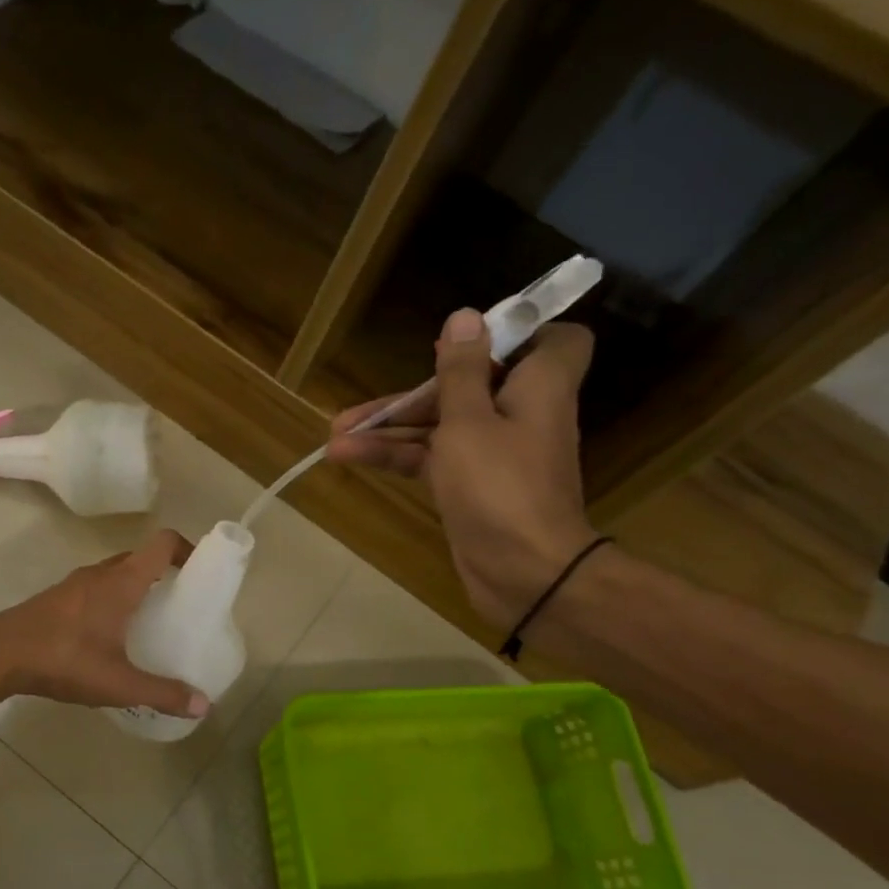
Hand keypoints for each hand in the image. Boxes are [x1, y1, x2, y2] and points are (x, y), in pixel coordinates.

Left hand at [0, 529, 208, 716]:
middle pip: (141, 557)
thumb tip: (203, 706)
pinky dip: (112, 599)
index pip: (162, 543)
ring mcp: (74, 584)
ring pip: (115, 573)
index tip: (203, 570)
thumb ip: (162, 693)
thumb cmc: (64, 659)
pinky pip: (96, 588)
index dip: (188, 548)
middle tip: (181, 603)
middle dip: (165, 573)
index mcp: (122, 582)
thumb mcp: (118, 682)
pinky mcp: (57, 599)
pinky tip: (111, 635)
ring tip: (151, 621)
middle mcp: (100, 574)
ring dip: (136, 587)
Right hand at [326, 308, 600, 626]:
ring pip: (441, 425)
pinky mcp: (470, 486)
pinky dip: (395, 456)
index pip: (554, 340)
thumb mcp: (469, 421)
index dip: (516, 332)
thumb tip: (464, 317)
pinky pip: (431, 458)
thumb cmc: (500, 486)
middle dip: (412, 393)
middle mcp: (519, 413)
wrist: (523, 572)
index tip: (469, 340)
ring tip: (334, 435)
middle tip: (361, 408)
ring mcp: (493, 453)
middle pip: (467, 386)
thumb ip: (461, 372)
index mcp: (537, 386)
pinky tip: (348, 457)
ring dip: (390, 428)